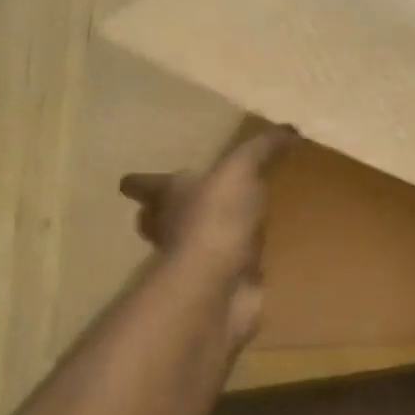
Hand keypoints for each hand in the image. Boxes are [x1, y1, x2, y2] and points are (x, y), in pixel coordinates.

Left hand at [119, 125, 296, 343]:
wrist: (220, 284)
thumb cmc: (216, 218)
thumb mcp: (240, 170)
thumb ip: (260, 149)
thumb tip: (287, 128)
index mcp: (169, 197)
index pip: (146, 185)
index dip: (140, 182)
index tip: (127, 181)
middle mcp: (174, 229)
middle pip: (159, 219)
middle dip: (165, 213)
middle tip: (178, 205)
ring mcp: (195, 261)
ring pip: (194, 245)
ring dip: (205, 237)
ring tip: (229, 225)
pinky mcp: (220, 286)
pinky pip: (227, 270)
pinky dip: (237, 264)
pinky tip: (254, 258)